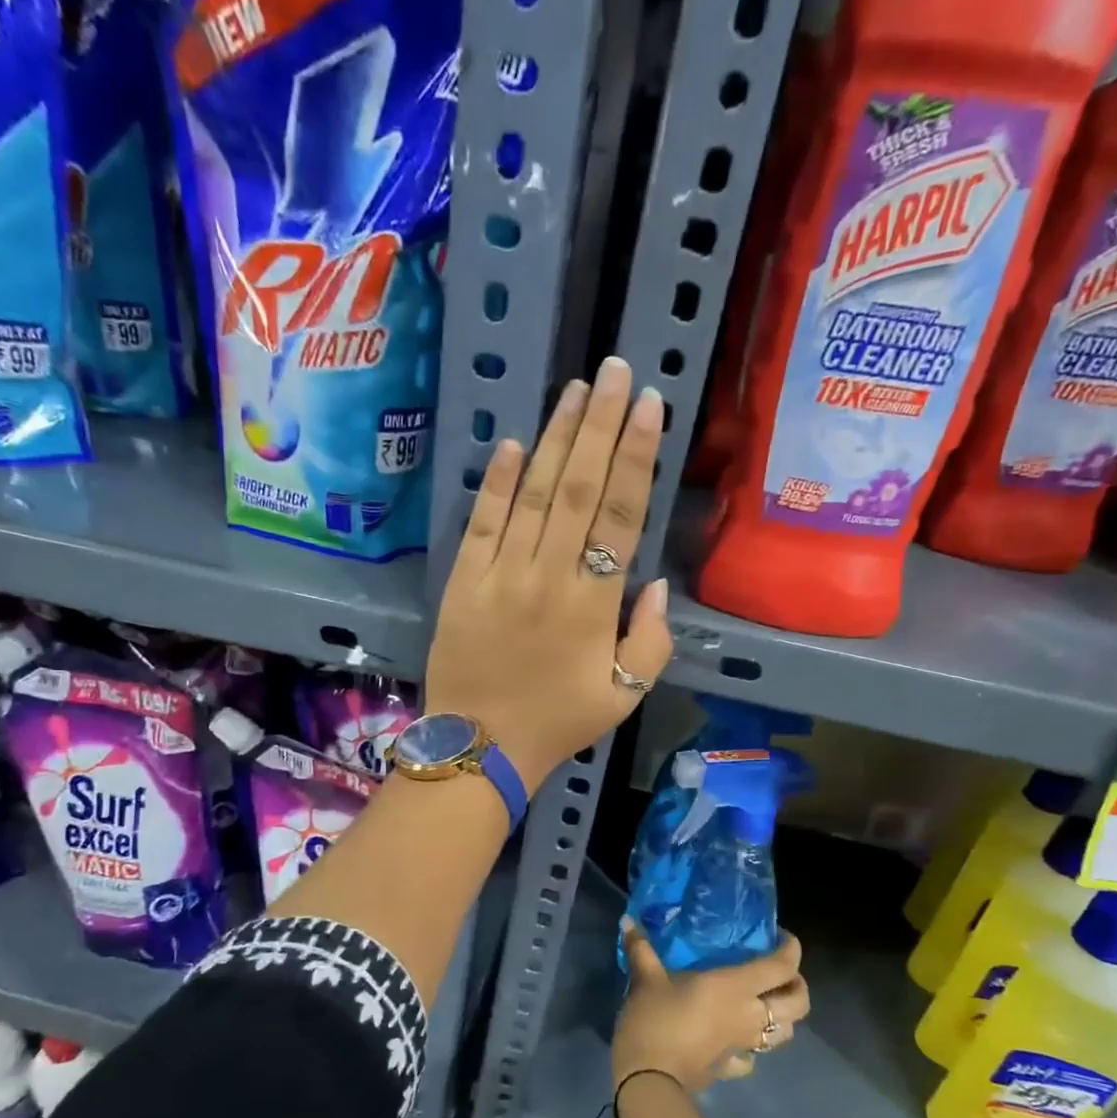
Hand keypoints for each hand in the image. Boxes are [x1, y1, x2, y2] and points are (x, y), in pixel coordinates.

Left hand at [424, 355, 674, 788]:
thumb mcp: (626, 694)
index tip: (648, 405)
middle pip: (579, 487)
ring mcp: (501, 574)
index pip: (621, 514)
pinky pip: (483, 521)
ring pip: (533, 493)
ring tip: (575, 390)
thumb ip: (652, 638)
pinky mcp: (463, 580)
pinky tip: (513, 444)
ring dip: (555, 439)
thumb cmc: (559, 721)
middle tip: (614, 371)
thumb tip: (653, 581)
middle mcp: (549, 575)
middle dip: (600, 424)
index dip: (636, 455)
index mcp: (594, 603)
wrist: (480, 746)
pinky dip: (498, 482)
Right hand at [611, 918, 809, 1097]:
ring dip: (783, 1017)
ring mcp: (744, 1045)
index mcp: (736, 987)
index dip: (791, 949)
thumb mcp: (646, 978)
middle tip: (780, 973)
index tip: (781, 936)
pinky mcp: (731, 1068)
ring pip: (786, 1033)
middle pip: (799, 1003)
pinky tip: (737, 1037)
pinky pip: (754, 1056)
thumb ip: (641, 948)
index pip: (782, 967)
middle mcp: (750, 1015)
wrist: (649, 1080)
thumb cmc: (655, 1020)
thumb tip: (628, 921)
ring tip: (764, 1002)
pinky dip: (753, 1046)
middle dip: (797, 985)